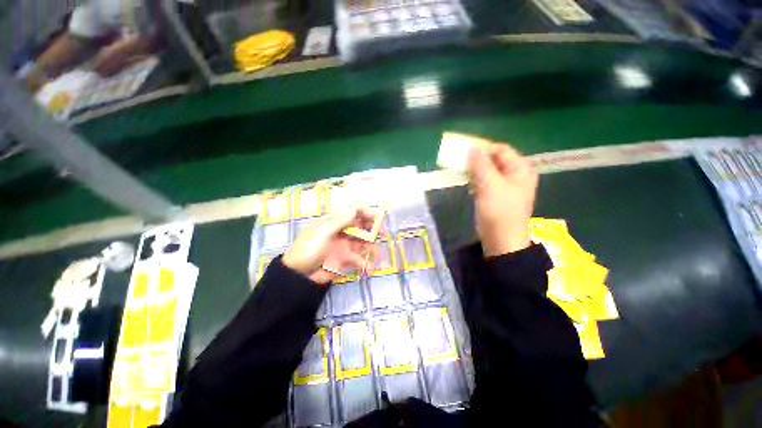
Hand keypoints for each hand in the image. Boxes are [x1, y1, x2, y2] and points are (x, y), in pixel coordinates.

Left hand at [283, 209, 377, 284]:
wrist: (298, 275)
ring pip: (363, 243)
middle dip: (373, 229)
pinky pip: (359, 260)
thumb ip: (340, 221)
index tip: (376, 218)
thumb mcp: (322, 232)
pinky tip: (369, 269)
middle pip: (361, 227)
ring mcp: (345, 246)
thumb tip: (355, 207)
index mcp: (335, 222)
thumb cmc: (308, 249)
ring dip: (372, 248)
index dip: (366, 213)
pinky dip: (366, 263)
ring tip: (376, 256)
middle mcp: (343, 232)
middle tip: (383, 234)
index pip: (353, 213)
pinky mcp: (346, 260)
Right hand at [467, 142, 537, 256]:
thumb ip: (480, 164)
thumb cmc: (499, 210)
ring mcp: (506, 187)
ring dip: (475, 172)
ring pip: (489, 172)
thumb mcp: (489, 185)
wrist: (501, 239)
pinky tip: (469, 186)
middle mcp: (515, 175)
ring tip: (463, 175)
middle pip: (495, 160)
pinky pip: (486, 183)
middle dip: (478, 161)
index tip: (465, 154)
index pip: (501, 150)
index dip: (483, 149)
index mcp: (520, 169)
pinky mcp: (497, 197)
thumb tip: (472, 147)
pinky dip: (477, 182)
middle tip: (462, 165)